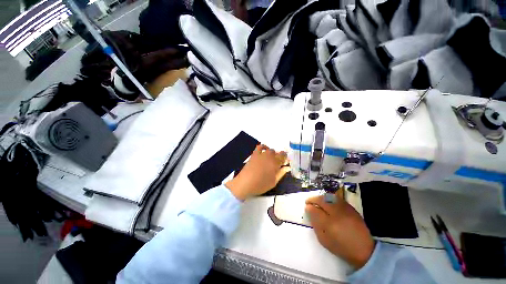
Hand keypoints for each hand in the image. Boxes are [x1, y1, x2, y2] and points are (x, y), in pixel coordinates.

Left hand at [226, 144, 289, 200]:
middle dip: (278, 157)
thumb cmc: (261, 184)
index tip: (284, 162)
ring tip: (270, 159)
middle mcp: (269, 156)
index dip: (285, 158)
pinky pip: (260, 147)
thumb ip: (281, 173)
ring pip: (270, 150)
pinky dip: (264, 147)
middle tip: (277, 164)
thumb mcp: (273, 182)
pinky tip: (264, 151)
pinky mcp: (254, 154)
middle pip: (277, 153)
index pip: (283, 156)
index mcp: (275, 163)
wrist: (245, 183)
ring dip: (272, 153)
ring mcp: (261, 154)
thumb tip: (287, 167)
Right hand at [305, 190, 374, 269]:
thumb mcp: (324, 239)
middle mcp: (336, 213)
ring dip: (320, 197)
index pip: (315, 210)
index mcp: (329, 224)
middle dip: (313, 199)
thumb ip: (315, 224)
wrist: (364, 250)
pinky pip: (337, 198)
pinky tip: (327, 201)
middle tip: (309, 201)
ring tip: (317, 200)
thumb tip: (309, 211)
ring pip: (329, 197)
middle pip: (321, 200)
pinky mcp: (351, 208)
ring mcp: (345, 209)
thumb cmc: (341, 246)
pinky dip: (329, 198)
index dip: (309, 207)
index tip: (306, 206)